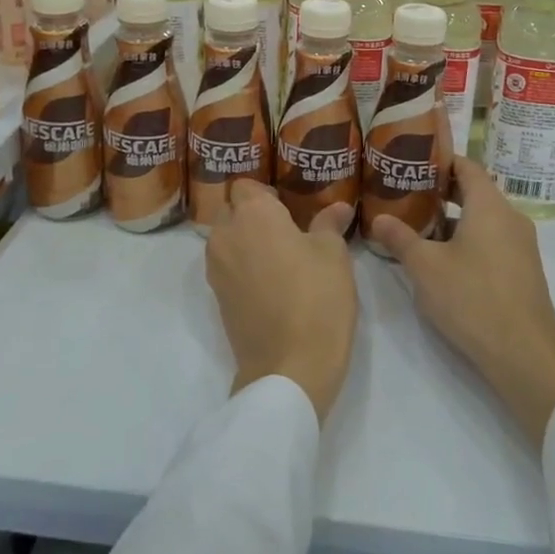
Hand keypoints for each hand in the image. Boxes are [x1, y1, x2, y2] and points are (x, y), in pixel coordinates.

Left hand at [204, 180, 357, 423]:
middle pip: (232, 210)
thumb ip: (329, 224)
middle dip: (253, 215)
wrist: (289, 368)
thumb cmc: (317, 298)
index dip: (267, 193)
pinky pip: (227, 267)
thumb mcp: (333, 255)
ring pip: (227, 239)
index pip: (246, 185)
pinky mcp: (217, 298)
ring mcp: (216, 268)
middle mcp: (226, 235)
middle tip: (288, 230)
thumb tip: (338, 207)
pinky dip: (243, 267)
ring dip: (246, 241)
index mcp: (253, 214)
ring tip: (281, 257)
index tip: (290, 206)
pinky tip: (272, 282)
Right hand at [371, 158, 554, 450]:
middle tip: (407, 194)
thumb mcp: (425, 267)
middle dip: (441, 191)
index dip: (441, 160)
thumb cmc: (472, 298)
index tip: (413, 163)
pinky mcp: (523, 269)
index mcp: (489, 206)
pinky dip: (469, 238)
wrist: (525, 352)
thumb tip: (378, 218)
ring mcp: (521, 244)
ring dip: (453, 219)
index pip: (467, 166)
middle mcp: (510, 217)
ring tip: (419, 227)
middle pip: (475, 191)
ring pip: (483, 218)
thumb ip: (400, 238)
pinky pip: (493, 239)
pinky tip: (444, 259)